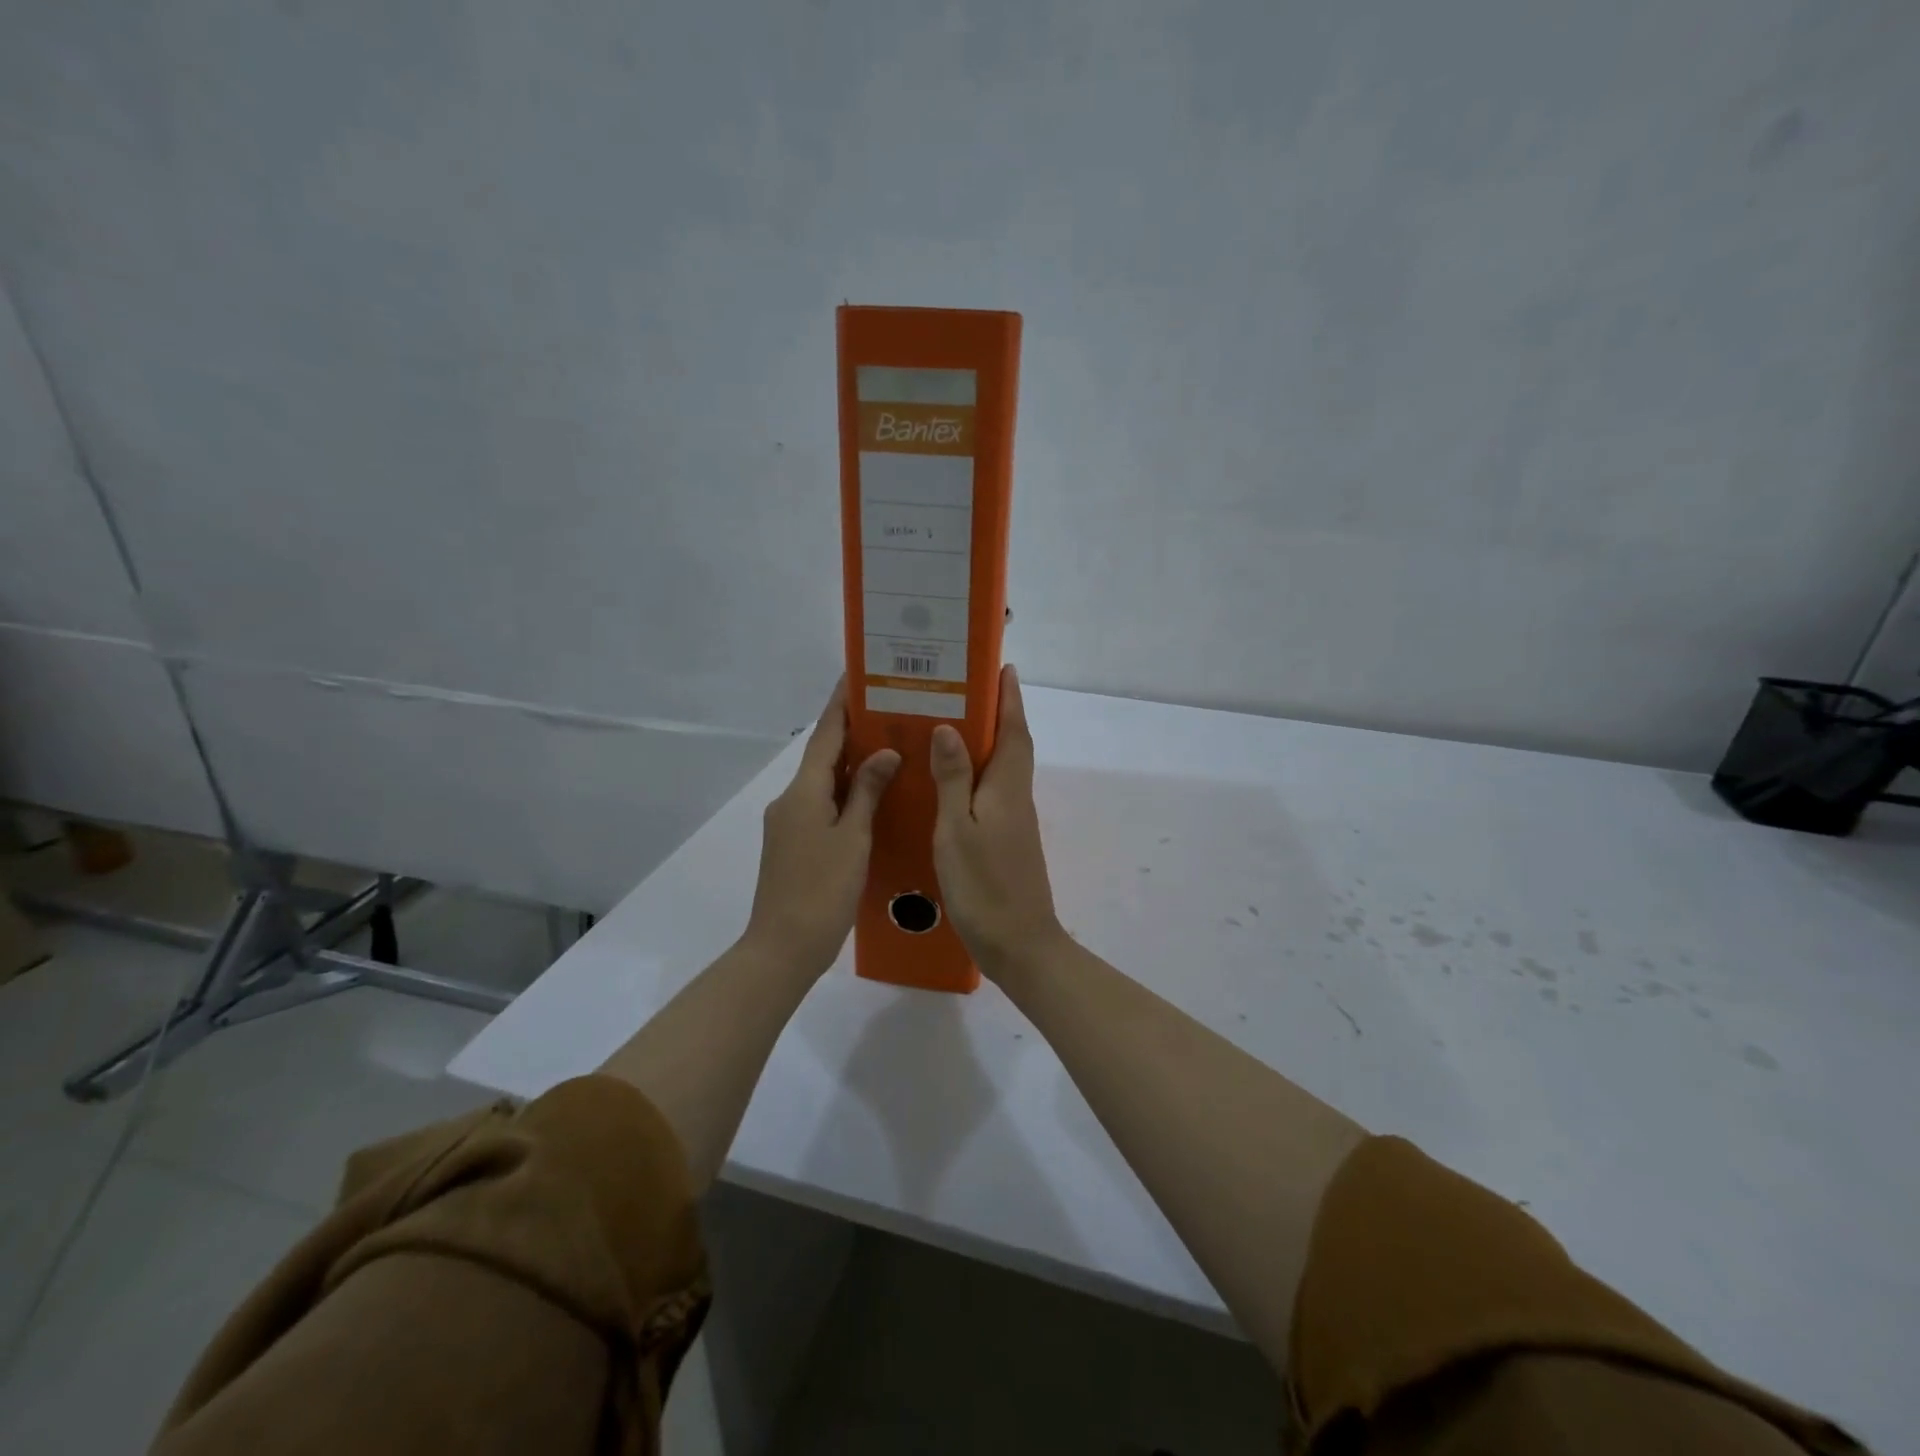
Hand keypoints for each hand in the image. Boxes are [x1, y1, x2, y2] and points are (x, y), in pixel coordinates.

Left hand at [743, 679, 900, 976]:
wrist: (783, 947)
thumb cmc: (822, 890)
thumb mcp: (852, 839)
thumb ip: (867, 792)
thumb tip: (885, 752)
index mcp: (804, 792)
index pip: (825, 735)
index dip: (842, 704)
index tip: (858, 674)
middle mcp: (791, 799)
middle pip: (823, 755)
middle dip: (852, 731)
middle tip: (890, 711)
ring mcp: (789, 823)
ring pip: (824, 781)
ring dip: (851, 763)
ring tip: (890, 747)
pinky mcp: (793, 844)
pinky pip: (823, 804)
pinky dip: (846, 792)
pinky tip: (873, 797)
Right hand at [930, 666, 1066, 978]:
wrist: (1020, 945)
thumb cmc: (984, 886)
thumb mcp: (957, 830)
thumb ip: (953, 779)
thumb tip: (950, 727)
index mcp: (1006, 788)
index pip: (1014, 730)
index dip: (1009, 698)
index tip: (1003, 667)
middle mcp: (1016, 798)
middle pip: (1012, 746)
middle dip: (999, 714)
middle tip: (967, 690)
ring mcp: (1014, 822)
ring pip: (1003, 769)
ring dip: (988, 743)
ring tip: (952, 727)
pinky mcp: (1007, 842)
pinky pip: (993, 793)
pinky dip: (978, 776)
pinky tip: (951, 783)